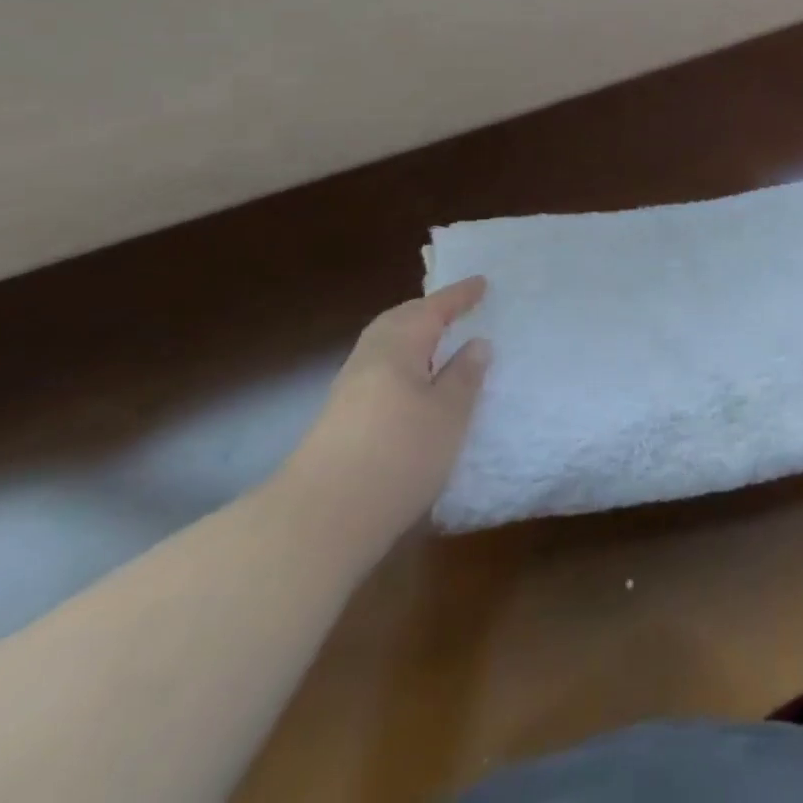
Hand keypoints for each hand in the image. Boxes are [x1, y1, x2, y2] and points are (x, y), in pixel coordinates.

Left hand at [281, 278, 491, 554]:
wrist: (319, 520)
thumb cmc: (398, 455)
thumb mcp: (449, 414)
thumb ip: (464, 376)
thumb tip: (477, 343)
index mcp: (398, 346)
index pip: (433, 309)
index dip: (459, 296)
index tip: (482, 283)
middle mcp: (369, 358)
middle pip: (400, 321)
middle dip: (429, 310)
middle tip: (456, 308)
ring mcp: (349, 389)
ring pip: (386, 345)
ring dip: (413, 336)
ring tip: (438, 342)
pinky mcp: (340, 419)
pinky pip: (379, 369)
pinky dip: (402, 362)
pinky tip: (414, 385)